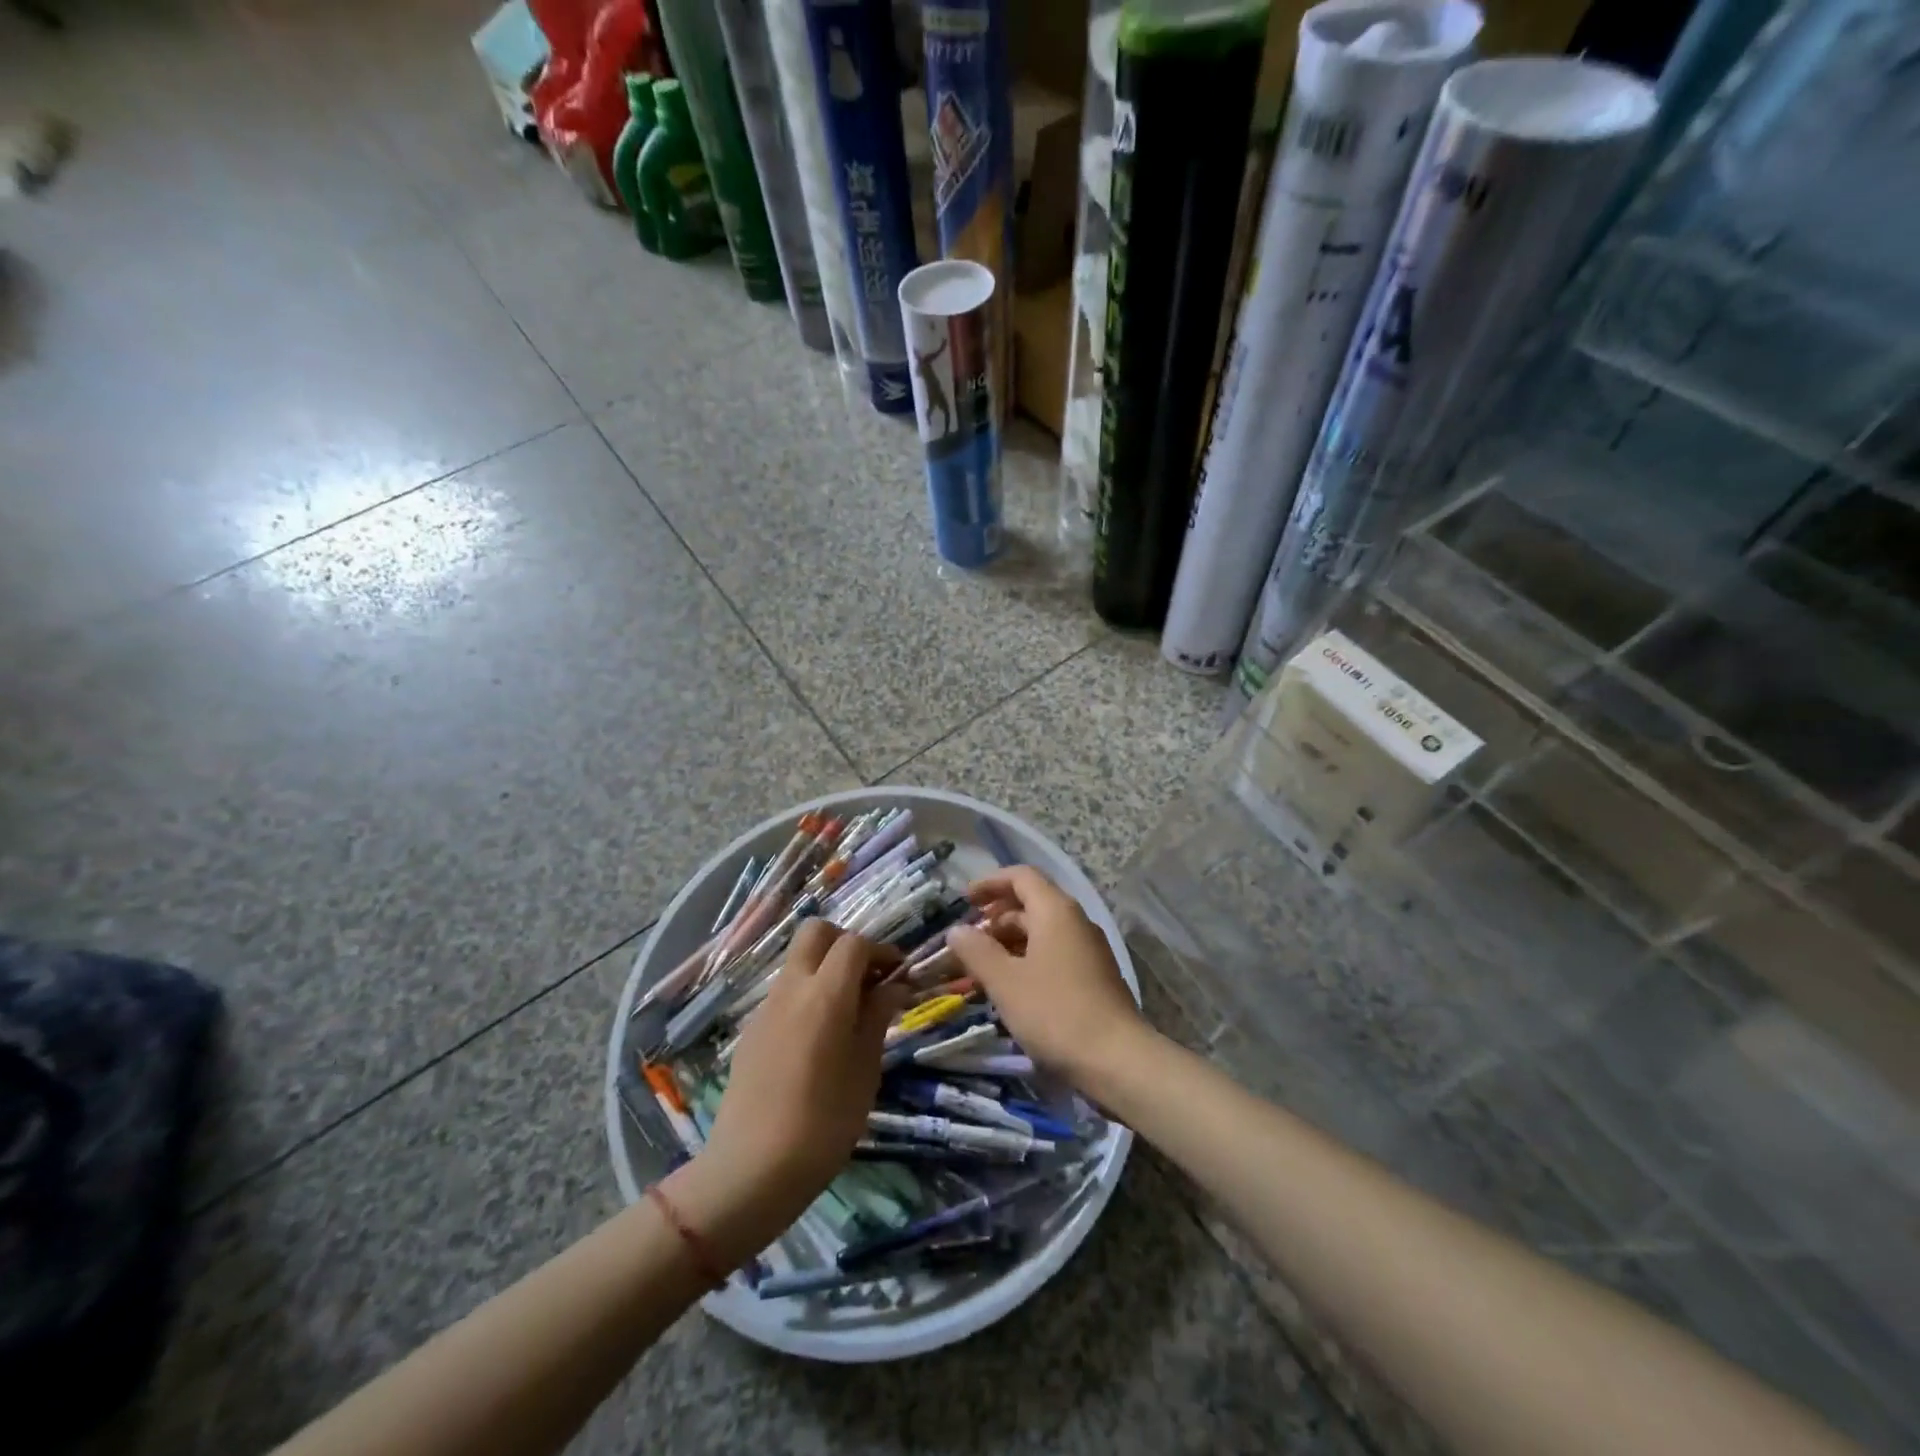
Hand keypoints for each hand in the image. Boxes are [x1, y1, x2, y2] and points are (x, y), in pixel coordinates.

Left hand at [666, 921, 906, 1266]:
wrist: (752, 1169)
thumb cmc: (824, 1122)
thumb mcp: (865, 1069)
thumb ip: (878, 1017)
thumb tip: (894, 985)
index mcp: (826, 994)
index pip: (854, 943)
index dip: (881, 950)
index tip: (899, 973)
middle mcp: (792, 988)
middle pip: (816, 932)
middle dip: (845, 942)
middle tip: (868, 977)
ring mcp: (766, 1007)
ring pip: (798, 961)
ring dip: (825, 968)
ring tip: (849, 1011)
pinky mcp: (752, 1030)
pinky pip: (784, 992)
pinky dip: (807, 994)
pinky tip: (820, 1037)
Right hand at [946, 865, 1150, 1091]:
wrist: (1117, 1061)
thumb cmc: (1055, 1012)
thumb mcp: (1005, 982)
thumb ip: (977, 952)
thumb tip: (956, 930)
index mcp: (1056, 911)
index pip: (1022, 877)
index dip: (990, 883)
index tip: (964, 900)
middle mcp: (1076, 922)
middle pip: (1032, 903)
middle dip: (997, 916)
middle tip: (969, 940)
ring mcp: (1089, 950)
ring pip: (1044, 931)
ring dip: (1011, 941)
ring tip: (984, 966)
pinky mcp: (1095, 977)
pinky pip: (1055, 953)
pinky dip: (1029, 959)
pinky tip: (1013, 987)